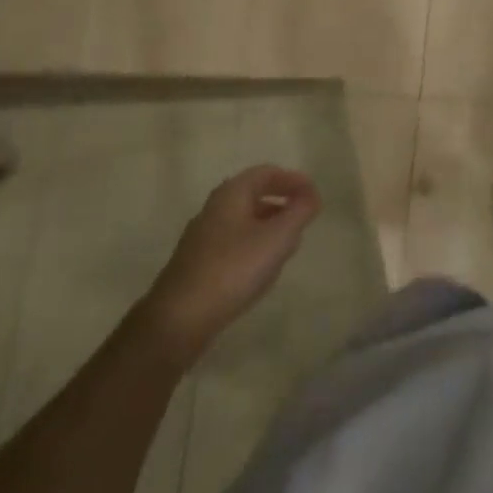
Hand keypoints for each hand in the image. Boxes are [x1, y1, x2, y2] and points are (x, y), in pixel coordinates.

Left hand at [142, 165, 319, 351]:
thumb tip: (311, 196)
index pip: (267, 173)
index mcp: (232, 193)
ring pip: (244, 221)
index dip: (294, 180)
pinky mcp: (197, 264)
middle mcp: (214, 208)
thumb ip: (299, 212)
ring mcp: (202, 237)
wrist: (178, 320)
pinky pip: (233, 243)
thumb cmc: (233, 269)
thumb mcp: (277, 238)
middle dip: (282, 203)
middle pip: (254, 195)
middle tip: (303, 218)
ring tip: (288, 245)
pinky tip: (262, 270)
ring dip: (269, 226)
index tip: (314, 197)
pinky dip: (254, 246)